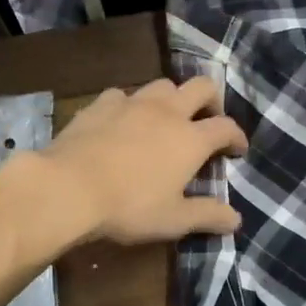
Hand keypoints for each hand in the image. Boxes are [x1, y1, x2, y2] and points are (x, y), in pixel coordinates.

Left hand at [35, 77, 247, 245]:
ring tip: (166, 118)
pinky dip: (130, 104)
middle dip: (212, 100)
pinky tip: (123, 120)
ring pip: (163, 85)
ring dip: (172, 98)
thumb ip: (207, 215)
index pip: (226, 127)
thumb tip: (236, 219)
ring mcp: (132, 103)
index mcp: (191, 139)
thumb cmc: (128, 207)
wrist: (68, 187)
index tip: (237, 150)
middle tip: (208, 120)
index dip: (237, 136)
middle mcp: (167, 111)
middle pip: (201, 87)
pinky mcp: (100, 104)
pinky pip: (123, 95)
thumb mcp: (173, 220)